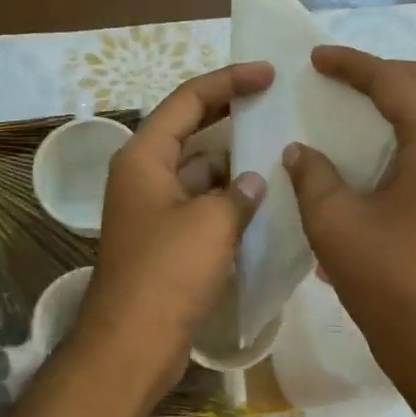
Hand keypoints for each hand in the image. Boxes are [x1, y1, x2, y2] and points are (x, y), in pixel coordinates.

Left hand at [74, 63, 271, 403]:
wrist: (133, 343)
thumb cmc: (167, 273)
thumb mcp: (211, 224)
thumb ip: (239, 194)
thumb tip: (255, 181)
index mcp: (144, 157)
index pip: (188, 101)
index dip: (228, 81)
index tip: (268, 73)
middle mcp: (144, 176)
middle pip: (192, 130)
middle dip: (232, 115)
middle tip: (277, 103)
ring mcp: (154, 209)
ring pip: (200, 170)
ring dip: (235, 161)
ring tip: (282, 149)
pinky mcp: (166, 240)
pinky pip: (202, 204)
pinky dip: (230, 199)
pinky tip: (266, 199)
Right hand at [283, 46, 415, 410]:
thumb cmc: (387, 282)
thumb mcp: (335, 225)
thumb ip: (313, 175)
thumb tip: (299, 149)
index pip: (396, 83)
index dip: (354, 65)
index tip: (316, 58)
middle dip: (380, 71)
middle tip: (335, 75)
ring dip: (397, 95)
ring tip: (352, 99)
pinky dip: (406, 123)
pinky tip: (374, 139)